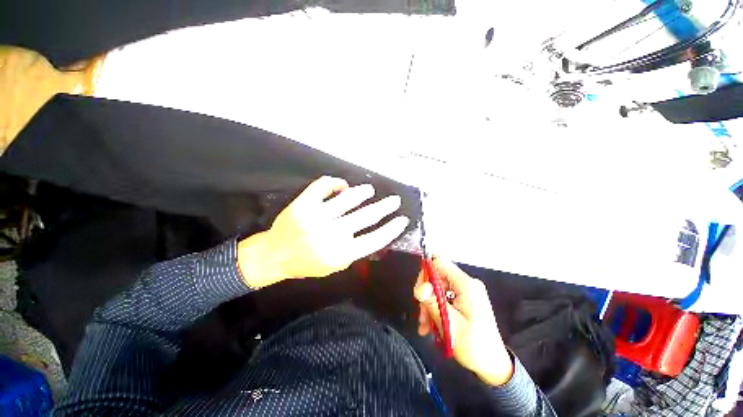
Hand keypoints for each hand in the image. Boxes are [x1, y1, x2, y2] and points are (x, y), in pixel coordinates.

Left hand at [237, 176, 408, 287]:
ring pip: (348, 198)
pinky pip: (323, 185)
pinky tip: (342, 186)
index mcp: (341, 254)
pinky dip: (335, 182)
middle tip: (394, 200)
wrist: (275, 255)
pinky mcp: (303, 204)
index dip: (391, 229)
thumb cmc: (307, 263)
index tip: (402, 220)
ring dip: (362, 193)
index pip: (375, 239)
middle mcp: (331, 234)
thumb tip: (375, 234)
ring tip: (369, 190)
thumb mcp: (334, 266)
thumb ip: (354, 251)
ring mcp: (316, 217)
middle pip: (366, 216)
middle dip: (385, 206)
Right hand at [414, 259, 513, 385]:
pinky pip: (444, 297)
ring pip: (438, 288)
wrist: (492, 364)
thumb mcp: (450, 324)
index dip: (426, 273)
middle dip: (426, 294)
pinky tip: (431, 324)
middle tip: (422, 315)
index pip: (440, 264)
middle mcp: (467, 284)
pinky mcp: (465, 300)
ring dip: (429, 304)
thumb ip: (433, 302)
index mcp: (467, 285)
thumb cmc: (474, 346)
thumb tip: (419, 287)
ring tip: (425, 325)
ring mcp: (466, 292)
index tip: (420, 292)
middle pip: (437, 277)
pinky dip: (436, 308)